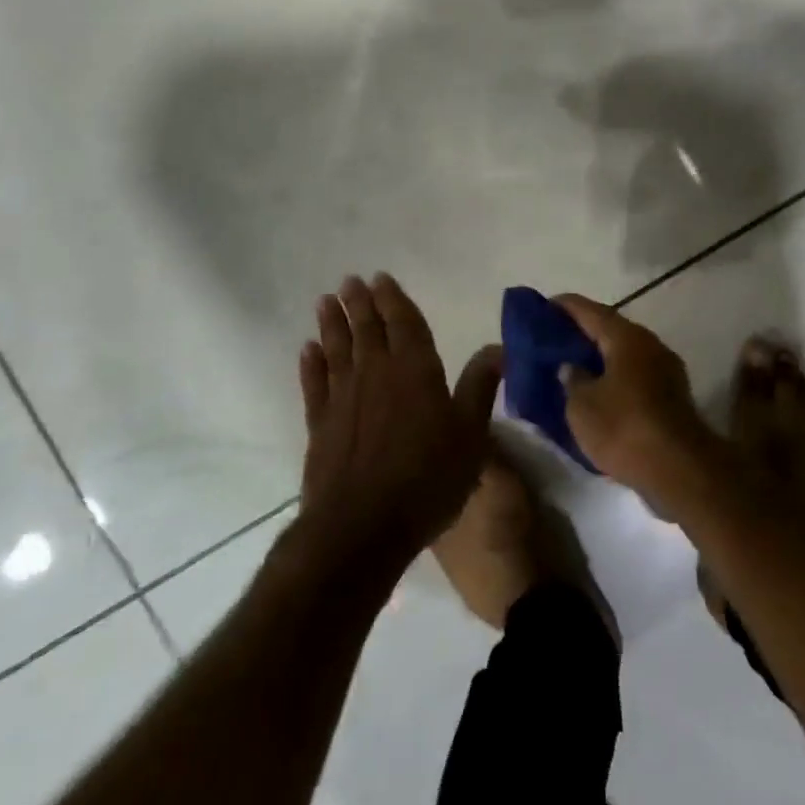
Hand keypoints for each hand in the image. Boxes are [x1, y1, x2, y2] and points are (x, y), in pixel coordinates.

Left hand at [299, 274, 502, 562]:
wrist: (361, 527)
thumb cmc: (427, 478)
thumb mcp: (470, 434)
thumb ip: (480, 387)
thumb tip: (498, 347)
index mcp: (415, 370)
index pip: (404, 324)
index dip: (393, 299)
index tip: (380, 278)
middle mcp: (376, 373)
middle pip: (367, 329)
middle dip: (360, 303)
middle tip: (350, 281)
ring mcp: (344, 398)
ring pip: (337, 350)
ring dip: (332, 324)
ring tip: (325, 301)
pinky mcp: (320, 425)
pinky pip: (314, 384)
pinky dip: (311, 364)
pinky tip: (307, 350)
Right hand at [554, 294, 719, 504]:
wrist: (680, 470)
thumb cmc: (624, 428)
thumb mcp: (582, 406)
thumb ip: (572, 379)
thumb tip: (571, 366)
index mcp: (627, 337)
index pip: (590, 311)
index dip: (566, 306)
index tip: (544, 306)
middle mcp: (650, 344)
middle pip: (611, 329)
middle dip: (583, 332)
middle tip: (555, 339)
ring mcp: (666, 369)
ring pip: (625, 353)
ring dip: (601, 356)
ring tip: (573, 365)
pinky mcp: (673, 396)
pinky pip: (636, 375)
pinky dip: (615, 376)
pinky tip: (599, 391)